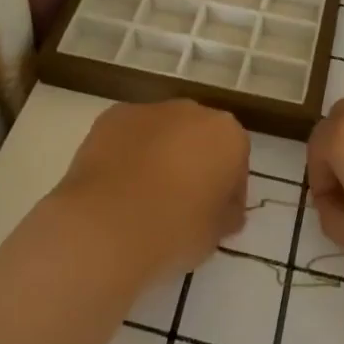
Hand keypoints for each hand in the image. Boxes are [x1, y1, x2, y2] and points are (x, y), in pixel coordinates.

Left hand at [53, 99, 248, 283]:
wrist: (107, 226)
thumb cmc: (175, 230)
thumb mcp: (215, 234)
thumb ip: (225, 214)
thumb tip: (224, 210)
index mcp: (227, 135)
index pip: (236, 160)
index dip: (228, 190)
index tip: (217, 216)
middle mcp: (192, 111)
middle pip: (199, 137)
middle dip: (194, 163)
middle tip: (181, 204)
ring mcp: (149, 110)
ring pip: (162, 132)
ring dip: (159, 155)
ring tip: (143, 197)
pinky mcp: (112, 116)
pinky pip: (128, 136)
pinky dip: (126, 154)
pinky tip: (116, 187)